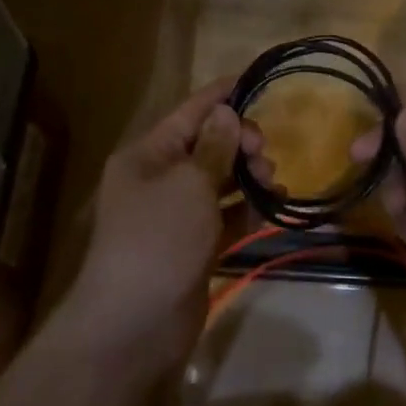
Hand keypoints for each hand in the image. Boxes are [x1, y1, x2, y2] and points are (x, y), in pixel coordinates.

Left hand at [59, 79, 265, 377]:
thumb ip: (214, 147)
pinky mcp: (193, 247)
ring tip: (273, 181)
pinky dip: (246, 209)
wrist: (133, 328)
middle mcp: (159, 179)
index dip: (221, 94)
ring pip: (219, 180)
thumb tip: (226, 112)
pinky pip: (224, 216)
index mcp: (148, 155)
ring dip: (247, 175)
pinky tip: (272, 205)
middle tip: (264, 152)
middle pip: (206, 145)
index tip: (254, 78)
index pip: (189, 112)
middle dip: (239, 141)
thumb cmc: (158, 240)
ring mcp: (176, 215)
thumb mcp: (189, 184)